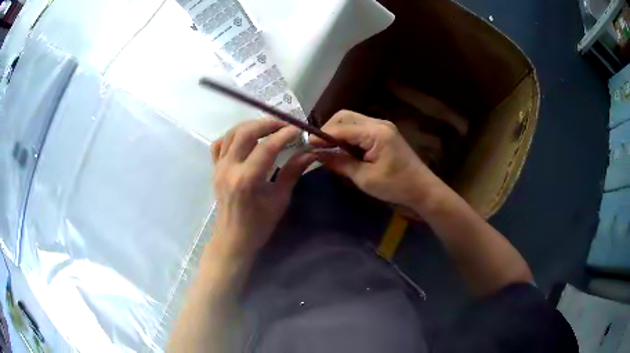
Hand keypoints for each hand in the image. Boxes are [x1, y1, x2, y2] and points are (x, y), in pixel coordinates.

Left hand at [211, 120, 314, 257]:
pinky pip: (218, 144)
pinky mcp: (214, 169)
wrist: (233, 238)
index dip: (284, 134)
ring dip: (250, 126)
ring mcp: (219, 167)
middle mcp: (229, 168)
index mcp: (247, 179)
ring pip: (231, 134)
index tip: (298, 130)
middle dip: (267, 124)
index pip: (267, 147)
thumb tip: (310, 154)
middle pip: (246, 132)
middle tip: (284, 125)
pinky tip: (244, 140)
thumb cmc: (259, 224)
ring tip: (267, 128)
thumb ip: (292, 172)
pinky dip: (231, 137)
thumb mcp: (280, 199)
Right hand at [310, 110, 441, 209]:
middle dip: (328, 129)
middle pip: (345, 117)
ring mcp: (382, 126)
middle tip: (317, 147)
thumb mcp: (364, 178)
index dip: (322, 135)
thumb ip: (340, 163)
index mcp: (376, 132)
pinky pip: (360, 128)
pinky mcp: (384, 133)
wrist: (422, 189)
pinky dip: (348, 136)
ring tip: (327, 148)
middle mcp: (379, 123)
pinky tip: (343, 149)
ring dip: (338, 132)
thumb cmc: (396, 186)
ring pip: (351, 121)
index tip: (307, 145)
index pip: (341, 128)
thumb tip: (317, 154)